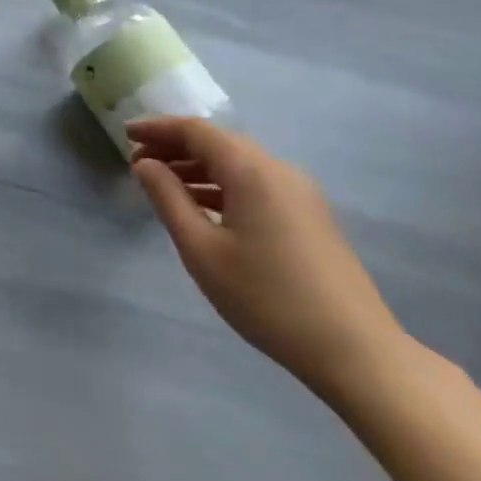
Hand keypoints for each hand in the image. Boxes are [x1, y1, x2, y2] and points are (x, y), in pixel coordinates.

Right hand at [129, 117, 408, 403]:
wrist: (356, 352)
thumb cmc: (268, 298)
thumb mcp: (202, 250)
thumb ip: (168, 198)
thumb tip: (145, 164)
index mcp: (251, 171)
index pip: (196, 130)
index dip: (157, 128)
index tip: (124, 135)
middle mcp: (278, 170)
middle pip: (218, 142)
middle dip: (175, 147)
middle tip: (138, 162)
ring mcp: (299, 193)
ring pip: (237, 164)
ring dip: (197, 167)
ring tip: (162, 185)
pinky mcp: (309, 216)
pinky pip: (255, 184)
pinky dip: (222, 185)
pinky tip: (202, 208)